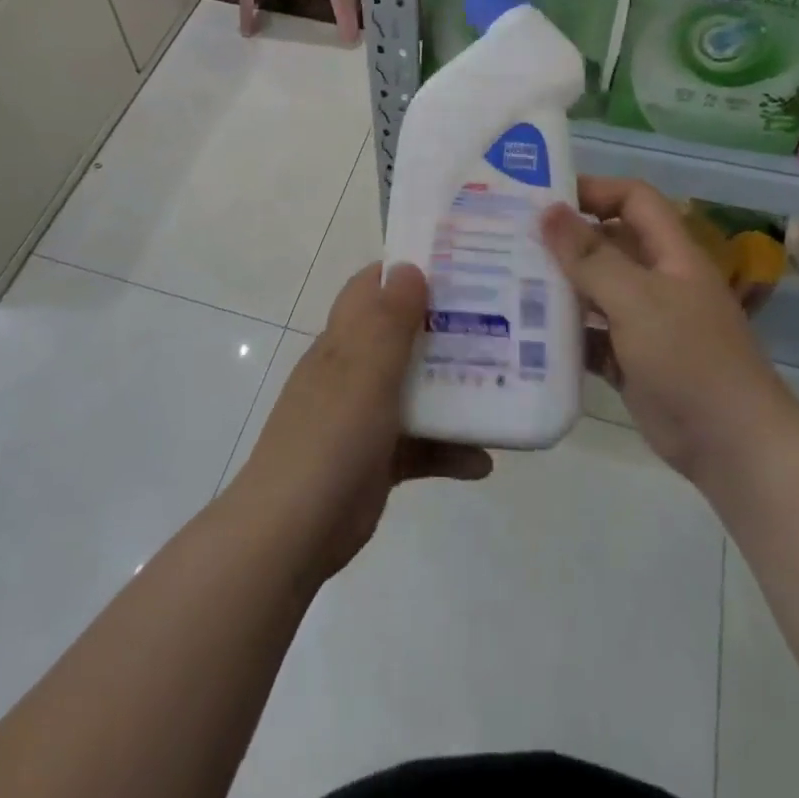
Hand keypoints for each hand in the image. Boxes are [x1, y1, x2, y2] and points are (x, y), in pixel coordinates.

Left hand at [233, 263, 492, 582]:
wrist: (292, 532)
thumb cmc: (329, 437)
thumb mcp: (363, 371)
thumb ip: (389, 320)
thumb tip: (408, 266)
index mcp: (344, 341)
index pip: (372, 288)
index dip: (408, 271)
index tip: (458, 265)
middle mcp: (354, 370)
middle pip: (403, 334)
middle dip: (447, 327)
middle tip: (500, 320)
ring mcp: (366, 415)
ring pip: (418, 389)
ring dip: (456, 388)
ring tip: (507, 384)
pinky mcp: (379, 458)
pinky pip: (422, 445)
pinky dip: (450, 450)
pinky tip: (483, 461)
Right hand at [540, 178, 798, 483]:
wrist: (733, 447)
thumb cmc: (689, 358)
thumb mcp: (637, 299)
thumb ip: (591, 256)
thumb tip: (548, 211)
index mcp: (670, 254)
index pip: (633, 200)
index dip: (594, 190)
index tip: (544, 199)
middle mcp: (656, 281)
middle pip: (606, 243)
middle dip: (563, 240)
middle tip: (510, 240)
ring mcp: (643, 322)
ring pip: (594, 291)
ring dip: (558, 287)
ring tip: (506, 282)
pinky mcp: (630, 360)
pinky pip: (590, 335)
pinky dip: (564, 333)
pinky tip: (525, 334)